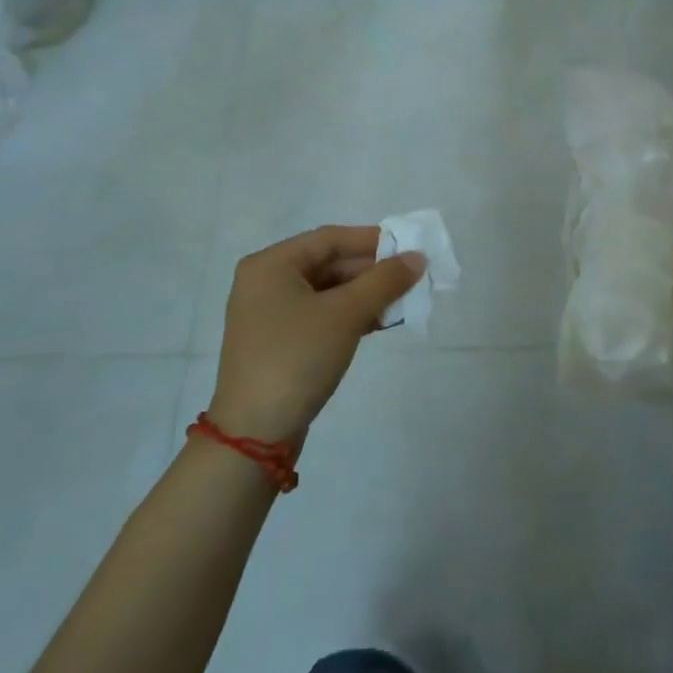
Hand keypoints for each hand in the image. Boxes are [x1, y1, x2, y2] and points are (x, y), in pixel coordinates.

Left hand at [209, 225, 425, 445]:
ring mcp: (270, 314)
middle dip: (371, 272)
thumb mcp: (345, 315)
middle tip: (411, 279)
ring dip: (364, 295)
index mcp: (271, 265)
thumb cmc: (297, 358)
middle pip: (328, 264)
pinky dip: (349, 316)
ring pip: (327, 292)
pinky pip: (320, 316)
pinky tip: (379, 323)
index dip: (371, 240)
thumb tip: (417, 257)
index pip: (329, 238)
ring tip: (402, 303)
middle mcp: (266, 282)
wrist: (254, 433)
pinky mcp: (278, 342)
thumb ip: (384, 281)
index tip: (408, 248)